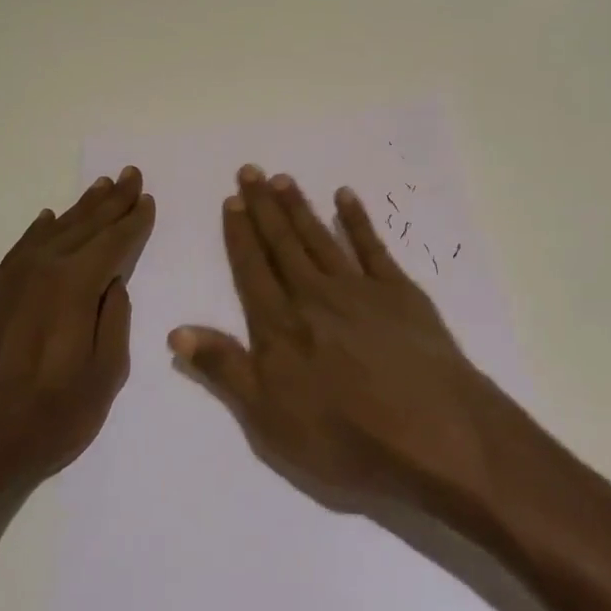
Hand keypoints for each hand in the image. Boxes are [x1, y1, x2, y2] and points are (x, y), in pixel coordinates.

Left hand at [0, 167, 155, 494]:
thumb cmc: (45, 419)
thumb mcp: (103, 377)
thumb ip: (114, 322)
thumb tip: (114, 285)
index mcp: (75, 285)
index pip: (114, 242)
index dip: (135, 221)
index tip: (149, 199)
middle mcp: (43, 269)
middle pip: (85, 225)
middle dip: (112, 200)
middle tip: (131, 174)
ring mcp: (11, 280)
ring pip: (54, 231)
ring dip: (80, 208)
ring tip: (101, 186)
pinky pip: (21, 248)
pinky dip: (39, 230)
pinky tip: (48, 220)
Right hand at [168, 165, 508, 513]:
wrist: (434, 433)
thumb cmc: (346, 439)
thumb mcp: (270, 420)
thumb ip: (225, 369)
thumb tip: (177, 330)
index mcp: (281, 326)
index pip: (252, 270)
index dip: (239, 235)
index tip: (230, 200)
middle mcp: (314, 295)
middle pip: (283, 243)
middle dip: (263, 207)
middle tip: (250, 171)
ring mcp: (359, 289)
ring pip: (320, 237)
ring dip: (299, 207)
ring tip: (282, 179)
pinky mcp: (399, 292)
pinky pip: (371, 245)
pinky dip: (357, 219)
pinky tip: (345, 197)